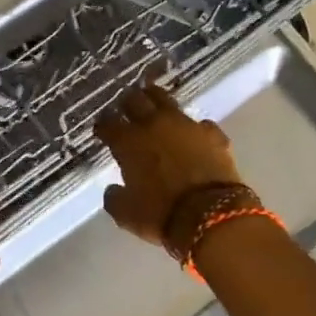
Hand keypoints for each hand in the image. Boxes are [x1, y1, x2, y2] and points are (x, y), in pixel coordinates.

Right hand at [94, 79, 245, 247]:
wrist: (212, 216)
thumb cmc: (162, 215)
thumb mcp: (126, 214)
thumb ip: (114, 198)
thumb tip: (113, 189)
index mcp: (129, 142)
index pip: (108, 124)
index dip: (103, 126)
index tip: (101, 130)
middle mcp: (155, 125)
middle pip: (135, 100)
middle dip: (127, 103)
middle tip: (125, 107)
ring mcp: (186, 125)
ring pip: (166, 100)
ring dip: (156, 100)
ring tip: (154, 104)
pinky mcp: (213, 133)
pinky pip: (200, 123)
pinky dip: (194, 129)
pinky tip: (193, 134)